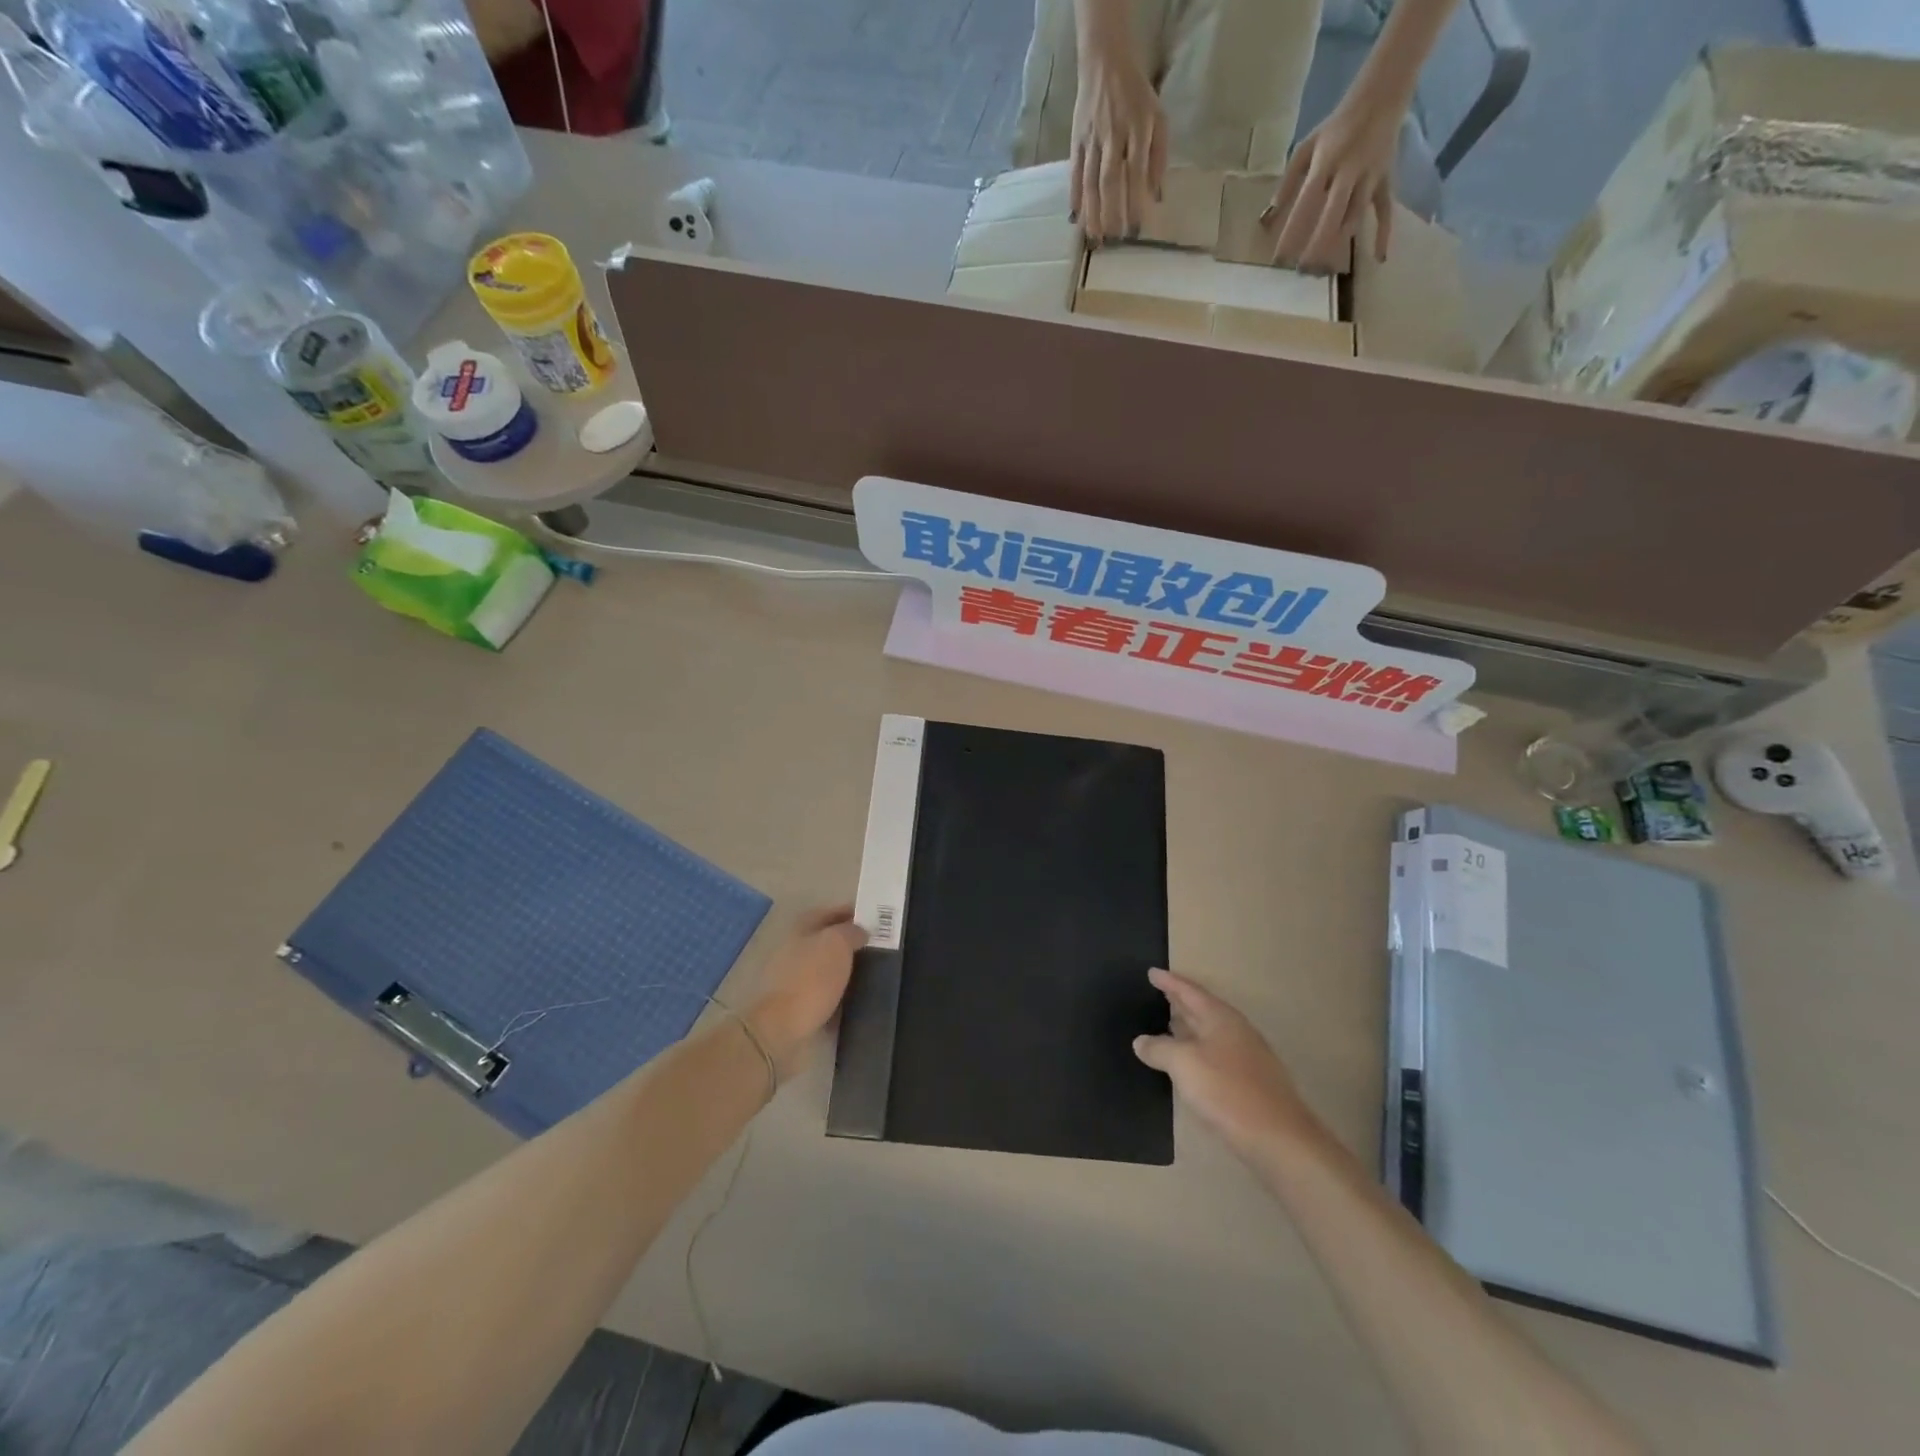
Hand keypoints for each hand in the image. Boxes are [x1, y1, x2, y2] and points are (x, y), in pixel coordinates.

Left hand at [746, 906, 867, 1078]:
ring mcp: (793, 979)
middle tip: (879, 949)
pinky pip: (824, 995)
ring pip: (826, 969)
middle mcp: (794, 950)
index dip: (852, 914)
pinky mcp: (796, 1007)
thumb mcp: (837, 944)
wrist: (782, 1028)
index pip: (830, 913)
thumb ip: (851, 932)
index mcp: (801, 929)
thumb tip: (860, 931)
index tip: (877, 921)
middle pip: (827, 941)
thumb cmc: (811, 979)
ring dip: (846, 971)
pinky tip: (858, 1000)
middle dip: (851, 944)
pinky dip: (840, 996)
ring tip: (873, 975)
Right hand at [1070, 30, 1167, 243]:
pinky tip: (1076, 217)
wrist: (1105, 64)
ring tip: (1094, 236)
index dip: (1135, 202)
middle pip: (1109, 180)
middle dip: (1110, 212)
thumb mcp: (1158, 119)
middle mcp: (1113, 136)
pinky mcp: (1076, 142)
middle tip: (1113, 239)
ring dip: (1091, 212)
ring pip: (1090, 181)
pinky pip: (1074, 173)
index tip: (1136, 228)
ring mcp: (1092, 140)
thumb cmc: (1136, 97)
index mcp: (1137, 129)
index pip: (1136, 172)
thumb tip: (1156, 196)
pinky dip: (1074, 196)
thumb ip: (1159, 157)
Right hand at [1133, 968, 1314, 1155]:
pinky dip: (1197, 1051)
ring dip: (1188, 1027)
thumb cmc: (1227, 1091)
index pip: (1190, 991)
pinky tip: (1187, 1064)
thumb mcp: (1183, 1064)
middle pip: (1202, 1009)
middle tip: (1158, 993)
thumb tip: (1141, 1041)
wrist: (1279, 1139)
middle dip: (1180, 1001)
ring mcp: (1246, 1057)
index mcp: (1220, 1018)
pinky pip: (1215, 1054)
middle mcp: (1235, 1031)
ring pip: (1210, 1033)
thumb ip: (1159, 1048)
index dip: (1169, 982)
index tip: (1152, 972)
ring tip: (1166, 1024)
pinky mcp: (1250, 1082)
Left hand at [1263, 92, 1404, 271]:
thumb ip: (1287, 182)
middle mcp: (1349, 172)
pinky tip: (1379, 259)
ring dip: (1339, 244)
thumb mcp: (1306, 147)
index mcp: (1325, 163)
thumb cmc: (1336, 127)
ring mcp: (1370, 177)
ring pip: (1355, 216)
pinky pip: (1386, 210)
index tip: (1279, 259)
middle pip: (1332, 214)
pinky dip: (1384, 234)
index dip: (1292, 232)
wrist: (1382, 95)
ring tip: (1323, 270)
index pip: (1305, 203)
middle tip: (1301, 270)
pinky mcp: (1386, 180)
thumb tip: (1268, 217)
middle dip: (1316, 244)